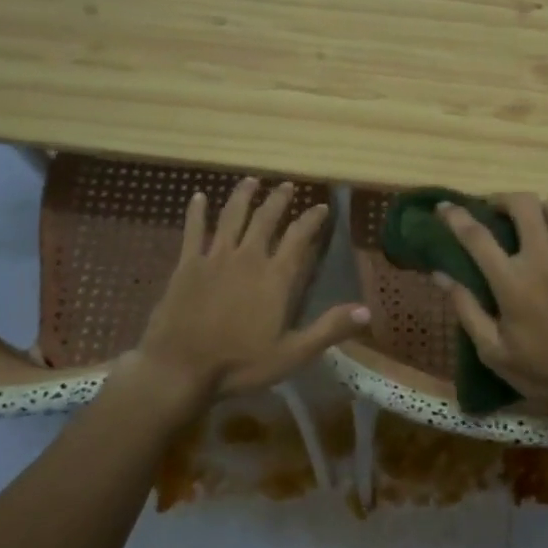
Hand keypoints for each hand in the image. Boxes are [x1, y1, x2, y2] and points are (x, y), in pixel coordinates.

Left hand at [135, 178, 369, 398]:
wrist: (180, 368)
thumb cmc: (239, 363)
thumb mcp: (292, 353)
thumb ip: (329, 329)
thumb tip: (367, 310)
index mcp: (275, 277)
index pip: (300, 238)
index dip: (312, 219)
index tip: (321, 207)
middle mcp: (248, 257)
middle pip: (266, 219)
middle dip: (279, 200)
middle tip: (288, 186)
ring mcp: (215, 257)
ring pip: (232, 216)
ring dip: (243, 196)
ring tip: (252, 180)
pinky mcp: (187, 264)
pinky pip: (193, 230)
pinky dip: (197, 211)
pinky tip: (199, 196)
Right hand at [434, 194, 547, 422]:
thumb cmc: (543, 372)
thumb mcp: (493, 351)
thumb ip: (466, 308)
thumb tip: (439, 274)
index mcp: (512, 282)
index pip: (476, 235)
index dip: (455, 216)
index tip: (444, 207)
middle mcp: (545, 259)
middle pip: (523, 203)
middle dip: (503, 200)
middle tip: (496, 212)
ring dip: (540, 210)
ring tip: (533, 226)